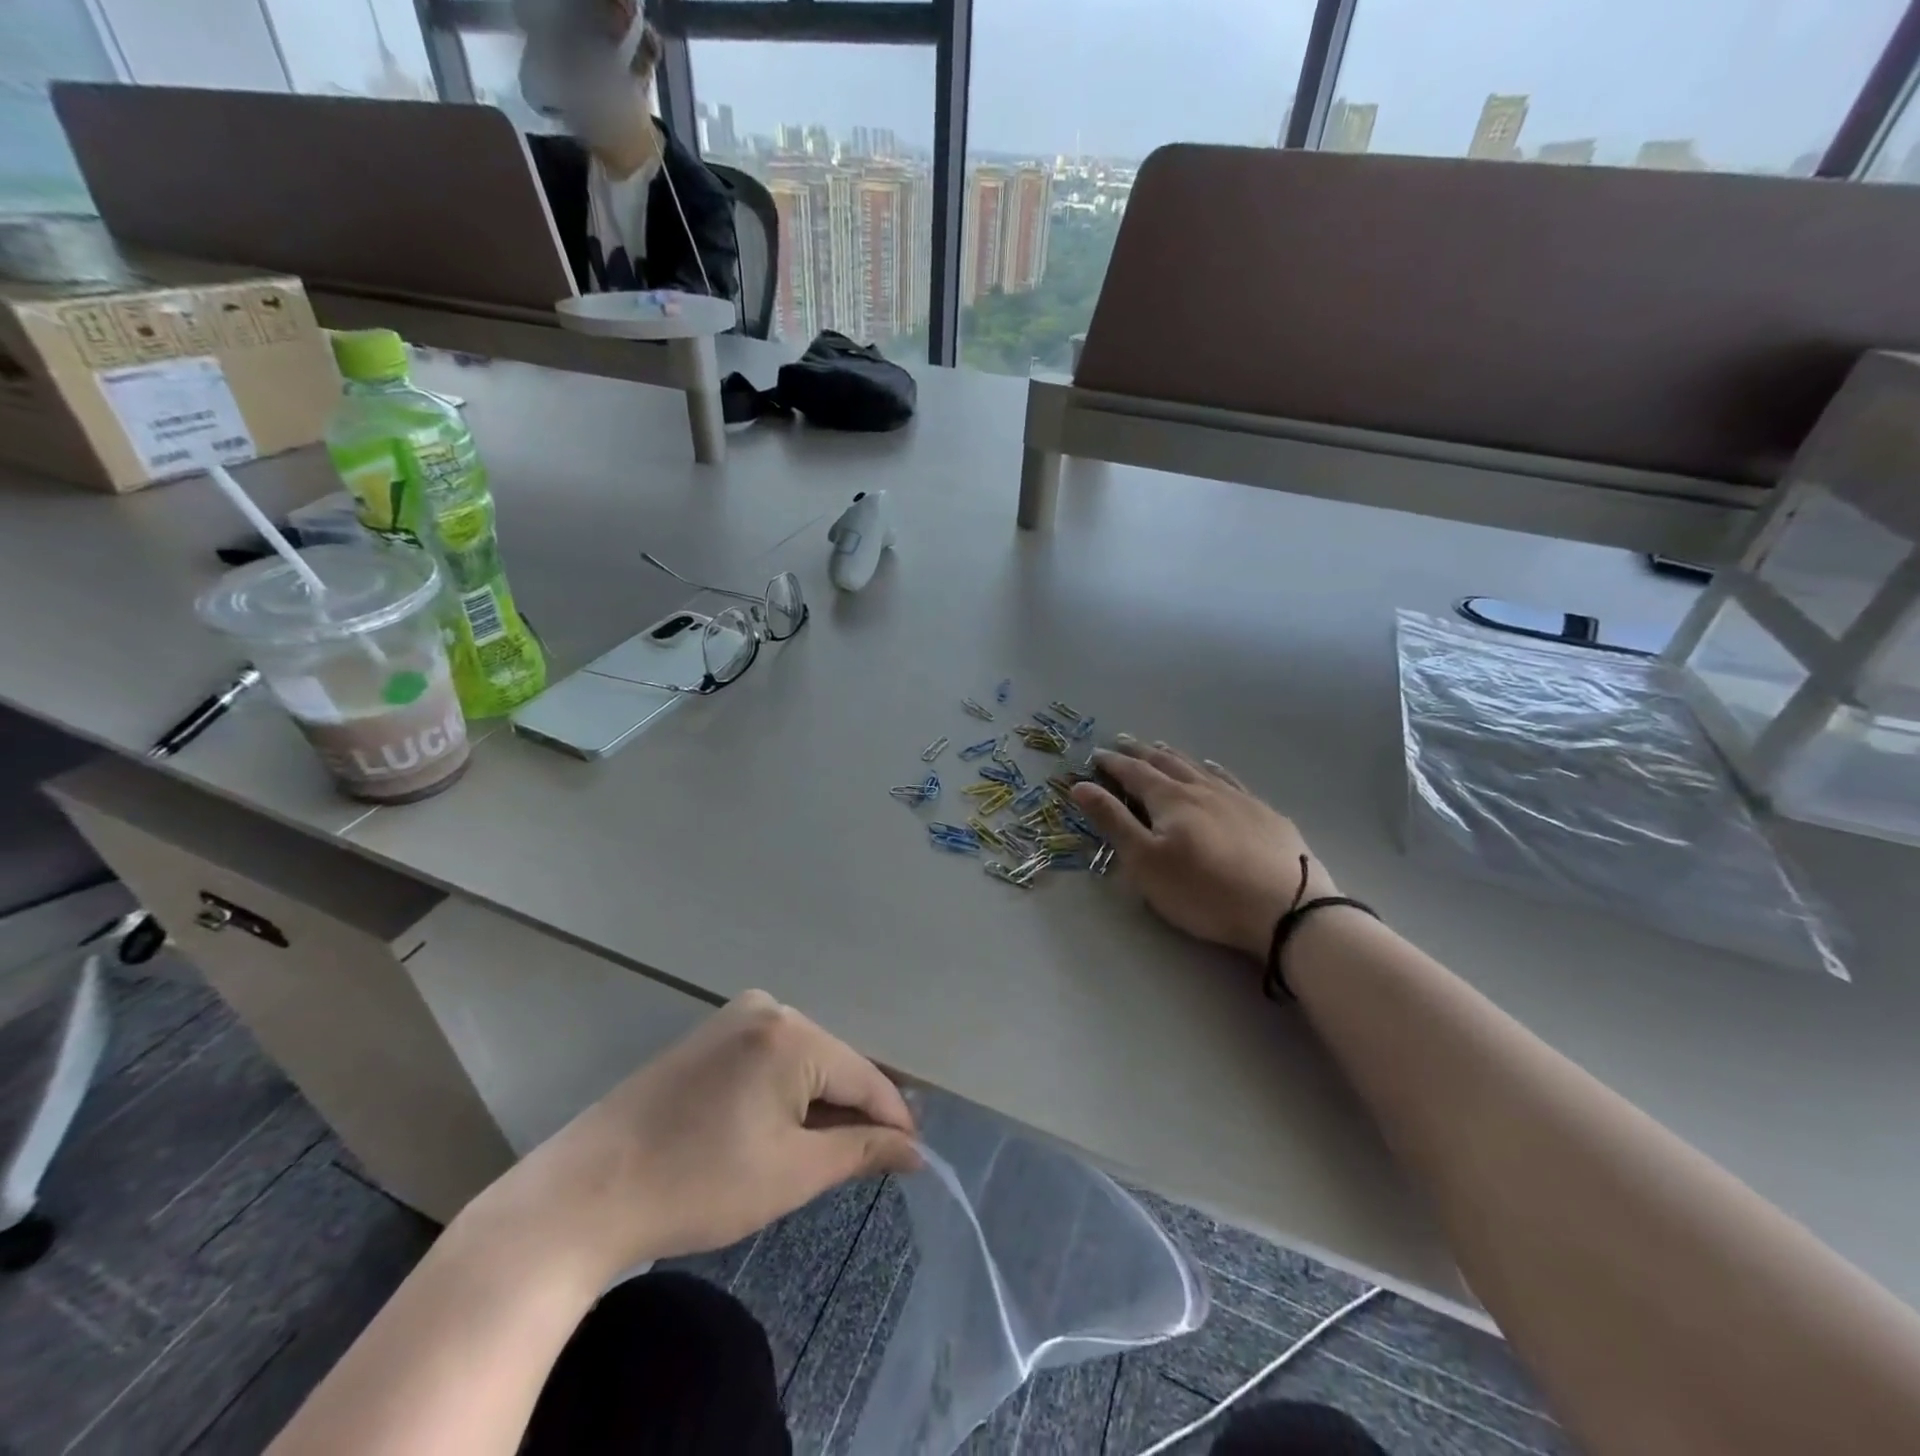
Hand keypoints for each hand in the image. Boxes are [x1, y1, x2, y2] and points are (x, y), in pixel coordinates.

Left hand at [463, 992, 918, 1284]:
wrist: (585, 1194)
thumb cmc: (698, 1183)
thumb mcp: (792, 1172)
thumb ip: (860, 1150)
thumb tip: (913, 1148)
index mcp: (791, 1032)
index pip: (864, 1076)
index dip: (892, 1120)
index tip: (914, 1158)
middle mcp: (768, 1008)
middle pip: (833, 1063)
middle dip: (851, 1113)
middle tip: (863, 1165)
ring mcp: (732, 1017)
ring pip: (802, 1061)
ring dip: (817, 1105)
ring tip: (819, 1156)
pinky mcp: (708, 1036)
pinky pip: (769, 1059)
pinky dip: (784, 1094)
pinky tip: (776, 1131)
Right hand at [1070, 738, 1336, 960]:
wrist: (1287, 909)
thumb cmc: (1204, 891)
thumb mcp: (1145, 862)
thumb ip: (1113, 821)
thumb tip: (1080, 785)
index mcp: (1170, 799)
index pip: (1134, 773)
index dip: (1112, 764)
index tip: (1095, 755)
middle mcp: (1202, 789)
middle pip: (1165, 763)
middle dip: (1140, 752)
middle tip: (1122, 742)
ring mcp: (1238, 799)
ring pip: (1198, 768)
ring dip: (1174, 756)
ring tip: (1160, 747)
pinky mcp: (1265, 814)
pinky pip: (1230, 780)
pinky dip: (1213, 770)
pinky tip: (1213, 768)